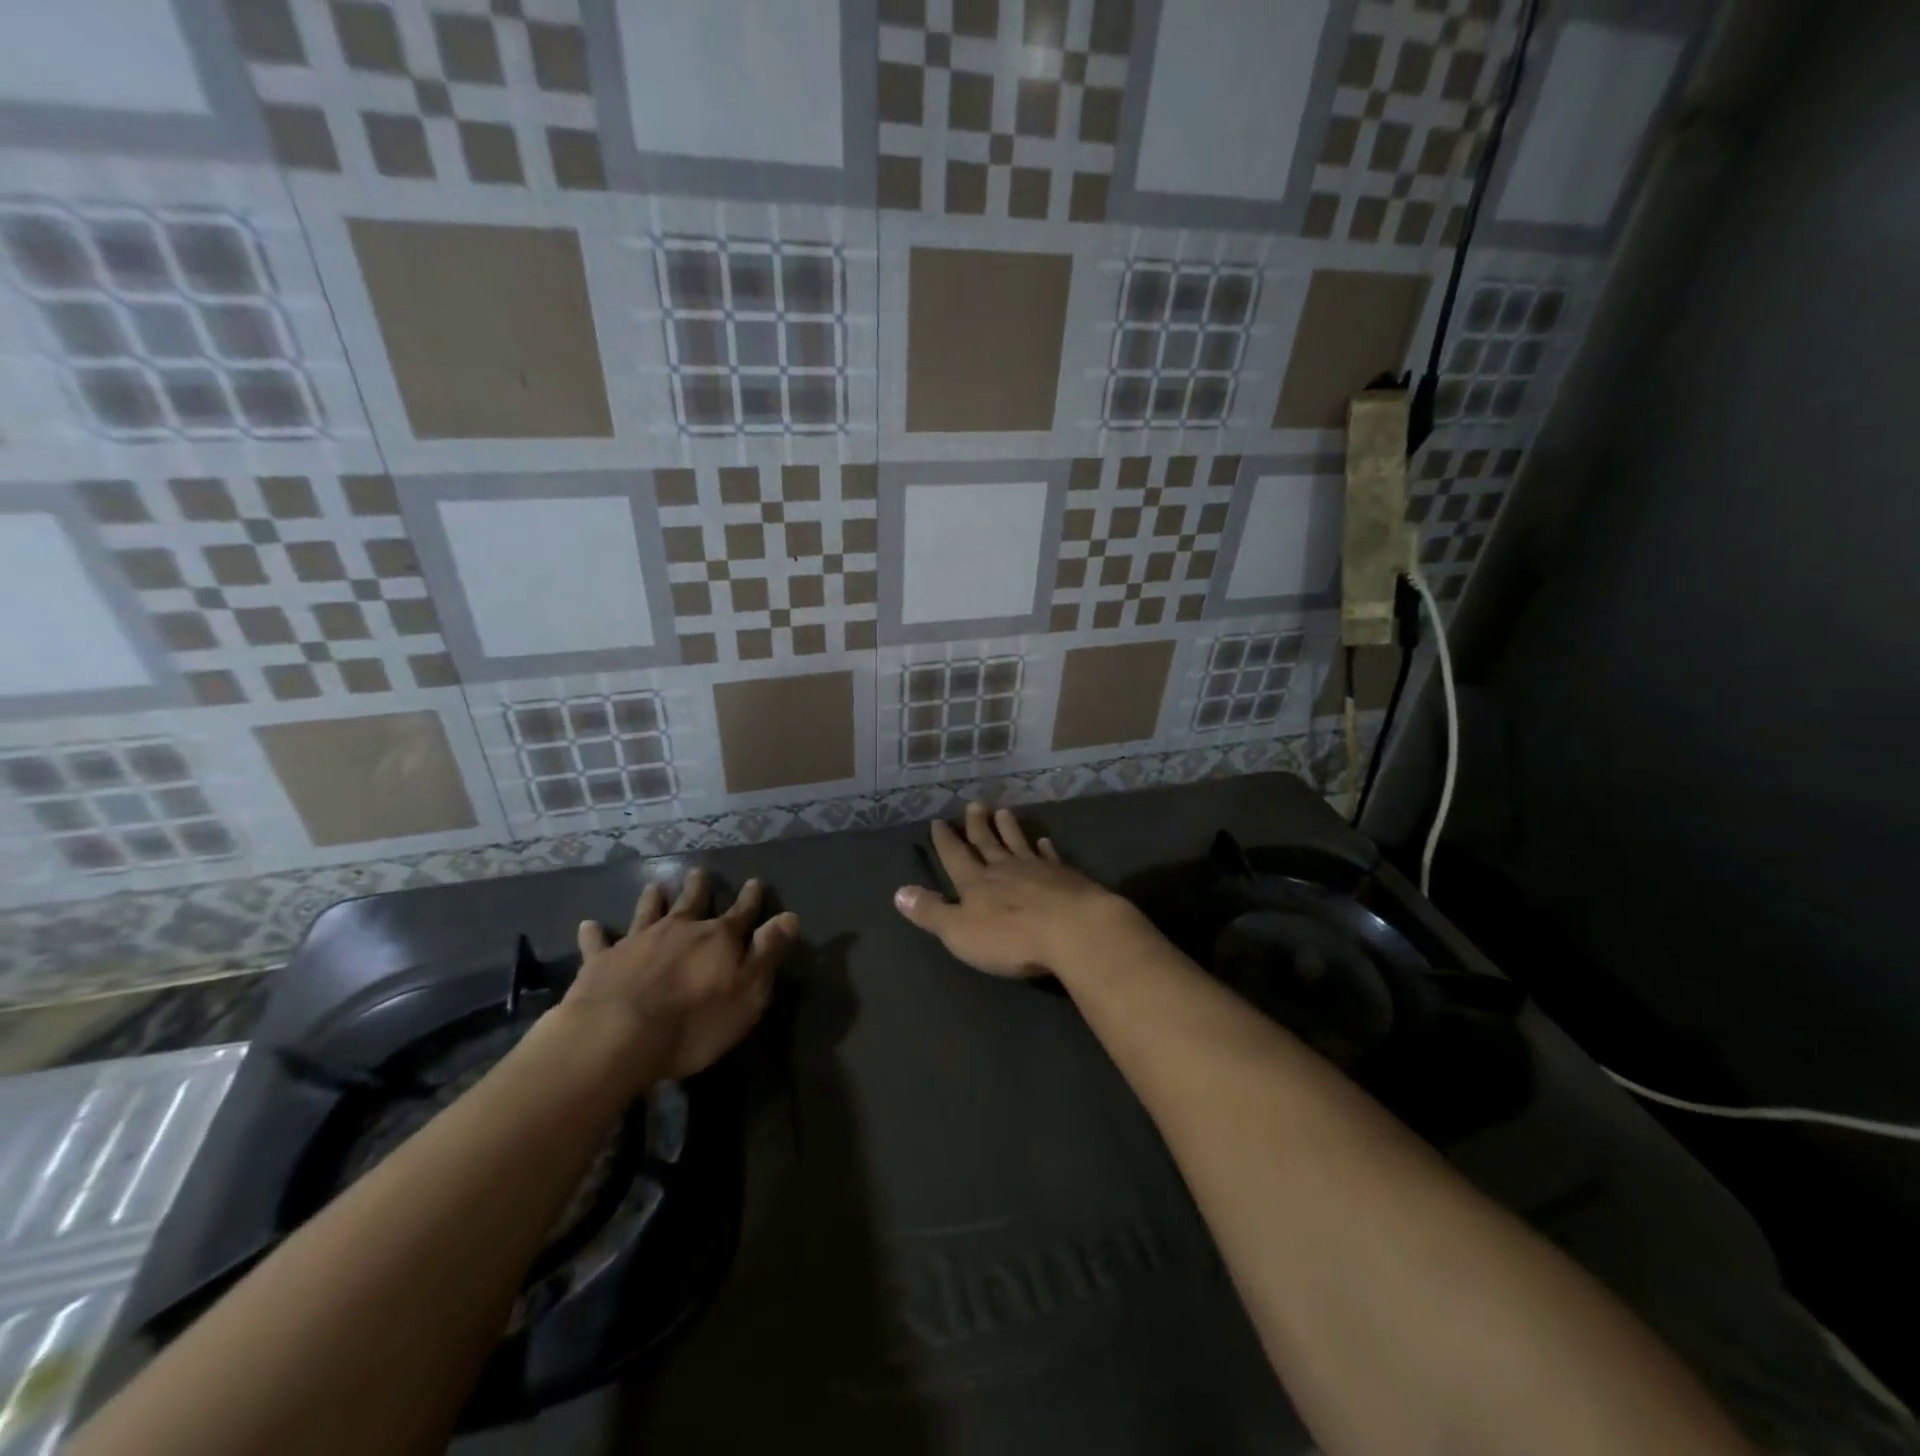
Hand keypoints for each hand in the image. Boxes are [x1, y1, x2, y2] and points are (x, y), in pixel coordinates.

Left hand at [562, 870, 798, 1081]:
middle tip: (699, 873)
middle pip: (692, 903)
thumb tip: (790, 916)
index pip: (741, 913)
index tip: (754, 881)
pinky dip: (595, 933)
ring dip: (653, 899)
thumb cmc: (694, 1021)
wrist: (618, 1036)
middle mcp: (679, 930)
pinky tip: (589, 925)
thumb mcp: (748, 992)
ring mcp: (638, 942)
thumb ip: (768, 952)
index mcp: (718, 938)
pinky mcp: (602, 961)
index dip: (750, 898)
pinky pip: (598, 943)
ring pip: (648, 912)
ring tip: (655, 886)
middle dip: (698, 888)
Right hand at [893, 802, 1132, 977]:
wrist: (1072, 929)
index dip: (945, 840)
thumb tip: (898, 892)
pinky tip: (1044, 841)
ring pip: (1018, 842)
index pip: (955, 856)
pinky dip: (1044, 847)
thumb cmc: (1010, 937)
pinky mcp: (1065, 876)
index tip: (938, 821)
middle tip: (973, 804)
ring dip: (1008, 828)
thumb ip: (931, 912)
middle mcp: (1003, 869)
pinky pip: (1050, 856)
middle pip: (987, 842)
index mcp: (975, 883)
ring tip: (1003, 811)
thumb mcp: (959, 931)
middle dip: (977, 825)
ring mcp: (1037, 869)